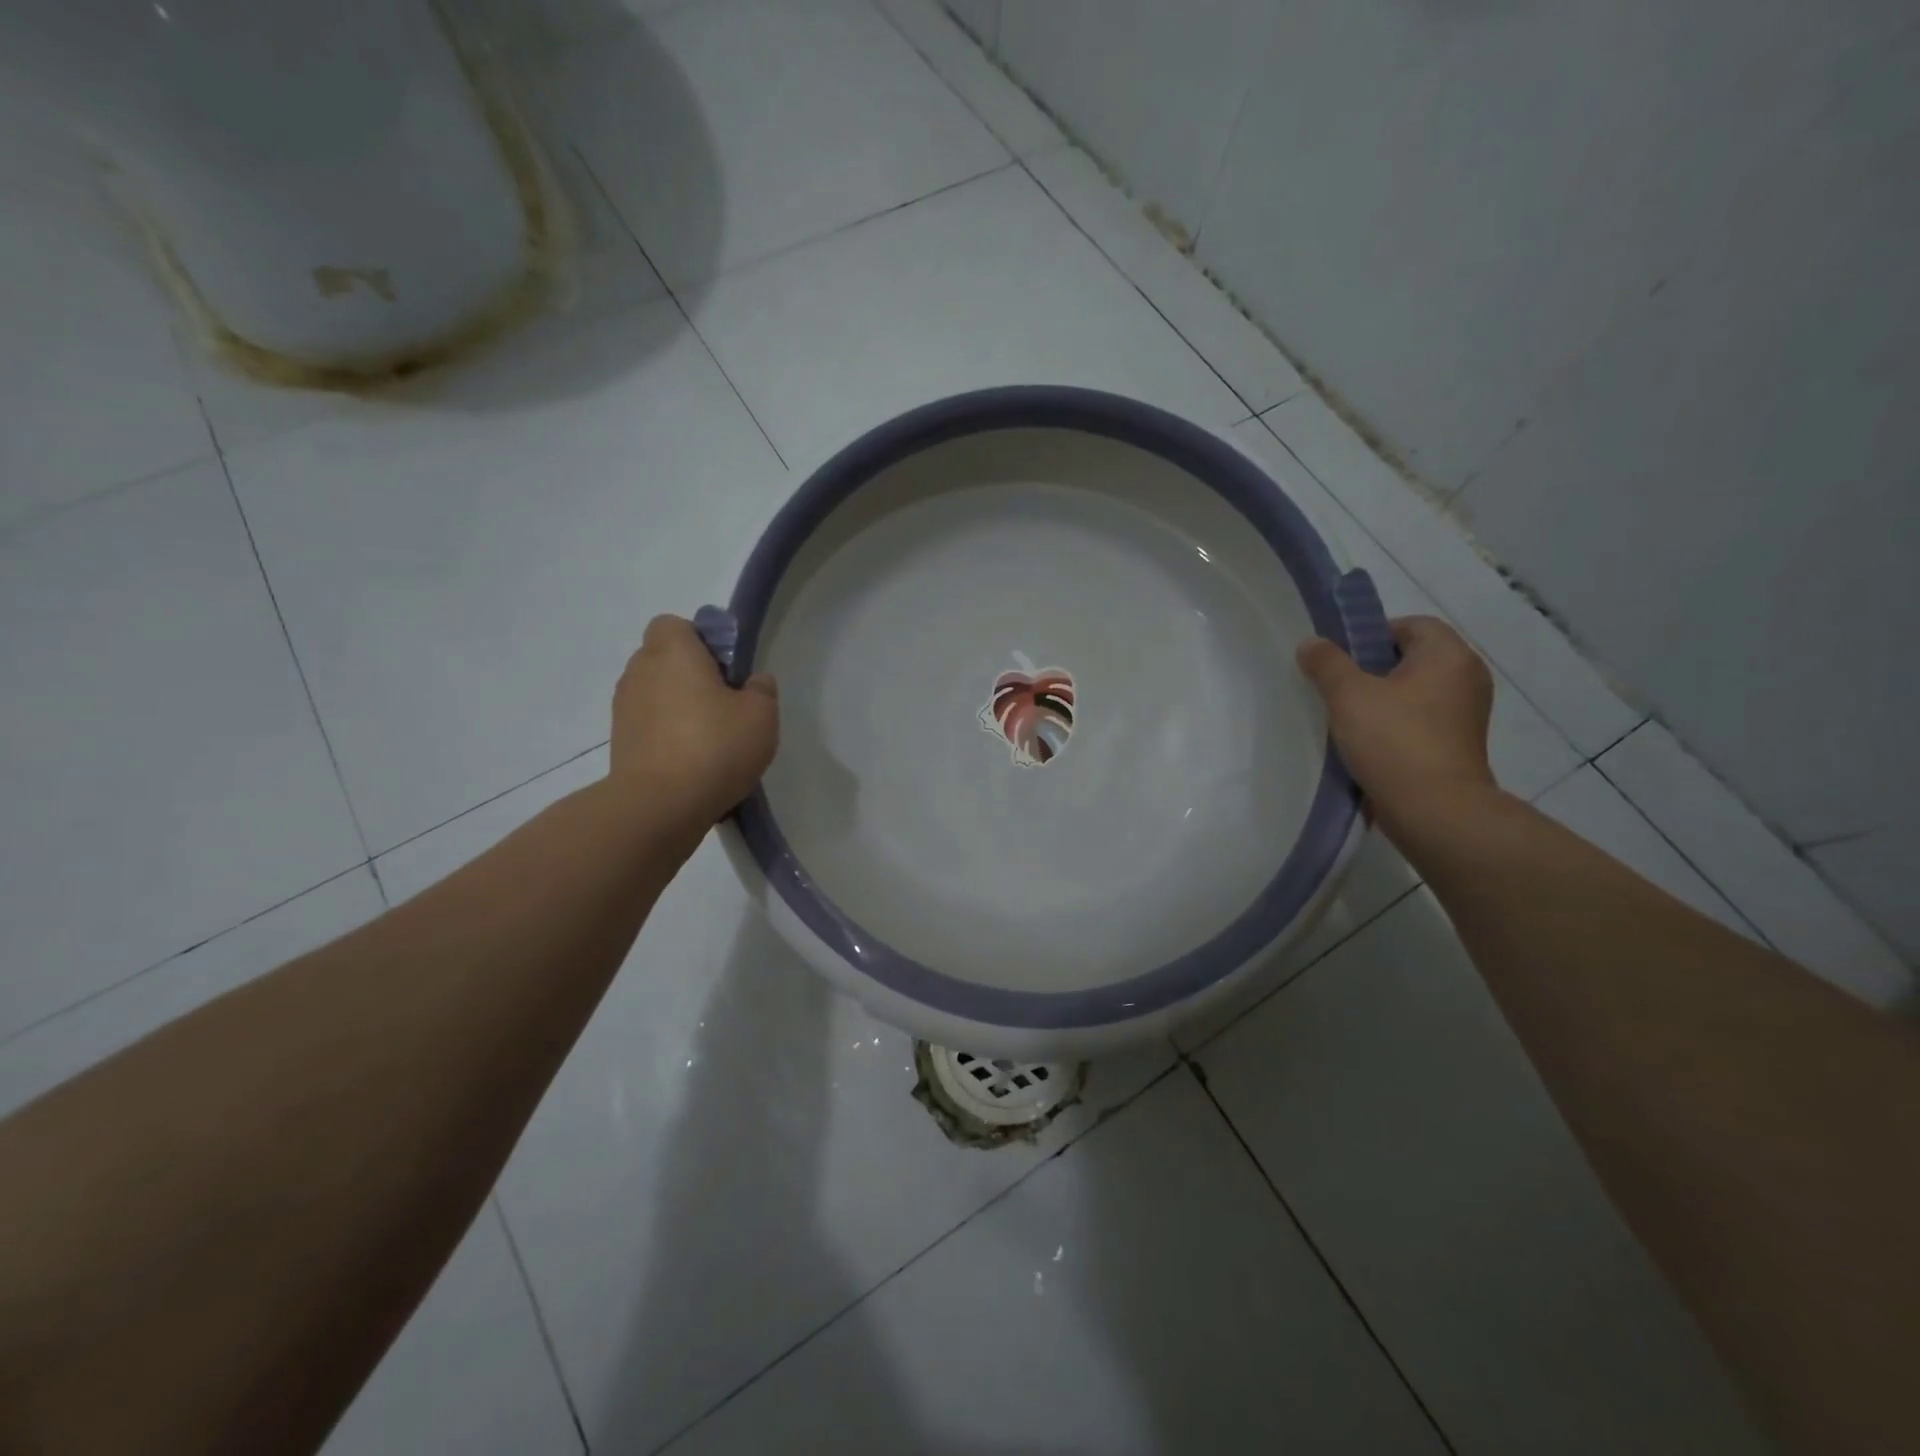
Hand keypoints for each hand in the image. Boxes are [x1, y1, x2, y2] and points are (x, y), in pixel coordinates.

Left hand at [608, 615, 778, 830]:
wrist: (660, 806)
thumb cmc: (715, 747)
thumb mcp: (761, 716)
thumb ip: (761, 690)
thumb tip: (753, 682)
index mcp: (672, 652)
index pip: (675, 625)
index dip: (700, 640)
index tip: (725, 670)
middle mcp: (640, 671)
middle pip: (664, 659)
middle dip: (690, 674)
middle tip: (724, 705)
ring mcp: (624, 708)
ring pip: (655, 693)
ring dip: (678, 707)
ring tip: (709, 739)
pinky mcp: (620, 742)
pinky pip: (648, 726)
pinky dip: (666, 735)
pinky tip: (692, 762)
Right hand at [1296, 615, 1495, 828]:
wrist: (1434, 809)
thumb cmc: (1393, 740)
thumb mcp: (1348, 695)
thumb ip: (1326, 664)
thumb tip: (1310, 643)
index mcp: (1449, 655)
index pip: (1411, 624)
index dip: (1372, 634)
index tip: (1342, 659)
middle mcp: (1467, 677)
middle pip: (1413, 658)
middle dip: (1374, 669)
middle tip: (1338, 687)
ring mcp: (1468, 713)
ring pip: (1416, 691)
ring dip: (1384, 699)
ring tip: (1348, 717)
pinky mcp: (1460, 744)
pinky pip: (1423, 720)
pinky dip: (1397, 724)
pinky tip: (1369, 742)